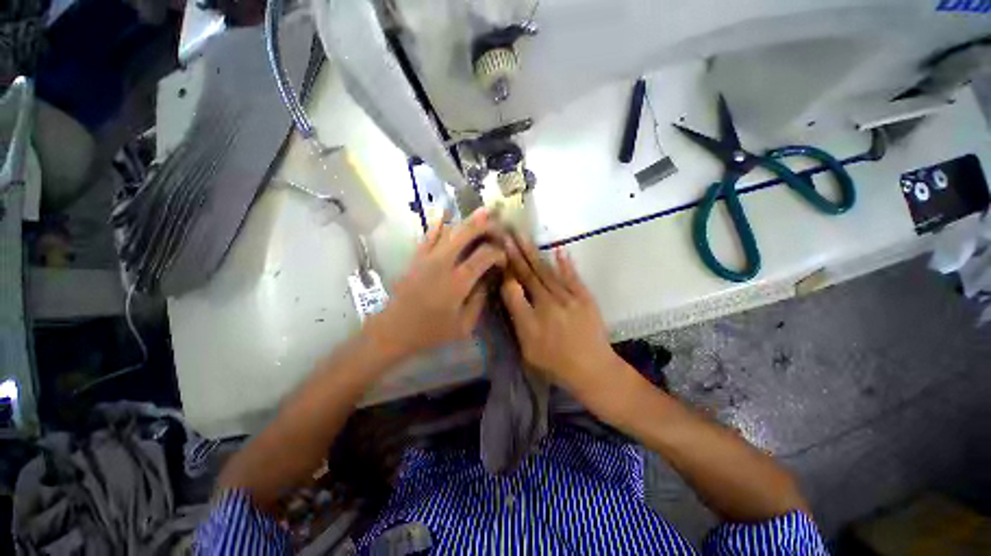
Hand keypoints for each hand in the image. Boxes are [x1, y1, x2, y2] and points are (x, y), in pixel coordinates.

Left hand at [367, 210, 506, 360]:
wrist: (394, 330)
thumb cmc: (431, 331)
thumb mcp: (464, 326)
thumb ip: (479, 301)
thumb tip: (487, 280)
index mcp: (458, 281)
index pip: (484, 255)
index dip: (498, 253)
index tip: (504, 259)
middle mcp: (443, 263)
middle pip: (467, 234)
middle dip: (486, 226)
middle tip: (499, 225)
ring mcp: (427, 257)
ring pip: (450, 230)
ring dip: (468, 220)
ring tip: (483, 212)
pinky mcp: (416, 257)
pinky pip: (429, 235)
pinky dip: (438, 222)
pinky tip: (445, 211)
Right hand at [499, 236, 620, 396]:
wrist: (593, 370)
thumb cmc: (555, 364)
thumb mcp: (528, 350)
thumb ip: (518, 320)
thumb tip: (510, 292)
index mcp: (530, 320)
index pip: (513, 289)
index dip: (505, 271)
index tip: (498, 254)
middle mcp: (548, 304)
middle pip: (529, 275)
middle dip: (516, 254)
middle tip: (506, 234)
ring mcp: (568, 299)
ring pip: (546, 272)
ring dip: (533, 253)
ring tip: (522, 236)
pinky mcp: (584, 298)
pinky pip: (572, 277)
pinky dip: (565, 263)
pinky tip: (558, 248)